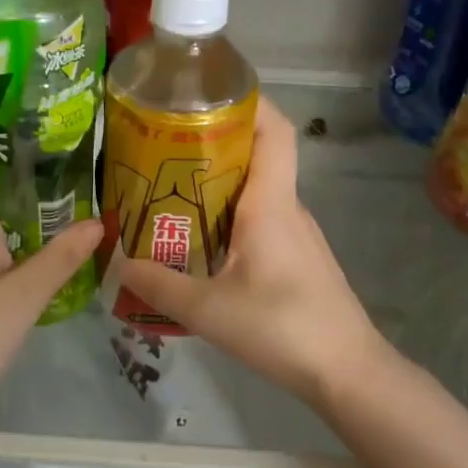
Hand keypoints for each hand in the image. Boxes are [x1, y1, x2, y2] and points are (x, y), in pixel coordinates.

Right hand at [117, 100, 399, 408]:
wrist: (348, 373)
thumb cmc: (282, 328)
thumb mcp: (208, 310)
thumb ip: (159, 285)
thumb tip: (119, 262)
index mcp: (271, 204)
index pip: (273, 130)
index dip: (246, 101)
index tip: (204, 94)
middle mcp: (287, 208)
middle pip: (256, 154)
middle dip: (211, 141)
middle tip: (161, 146)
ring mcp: (295, 233)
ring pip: (255, 189)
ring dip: (216, 181)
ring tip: (167, 190)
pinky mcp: (296, 257)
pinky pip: (259, 218)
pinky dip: (228, 213)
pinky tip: (198, 238)